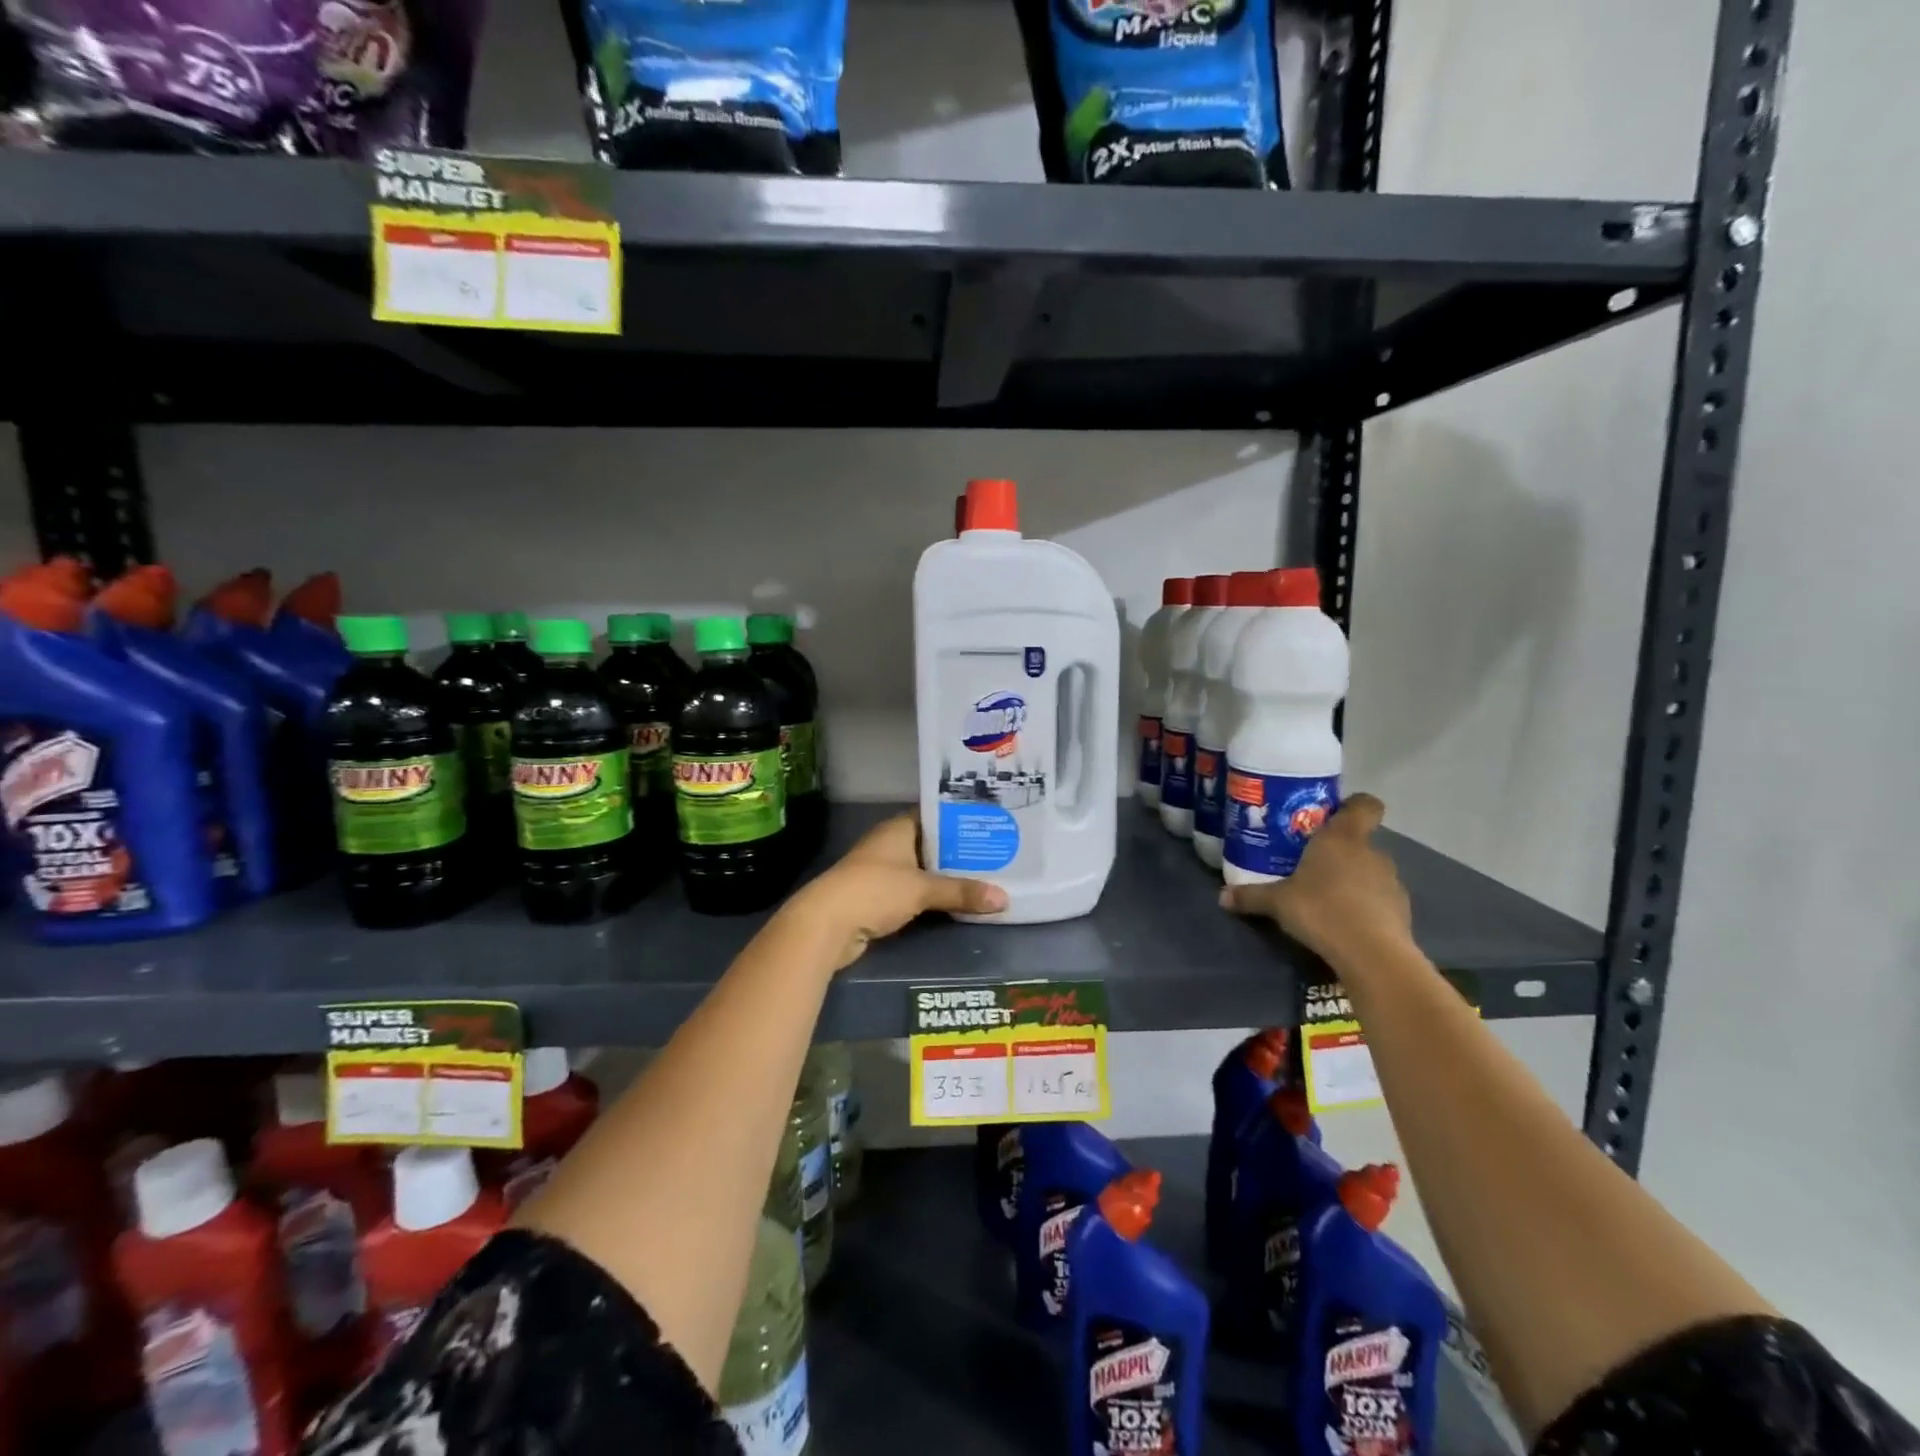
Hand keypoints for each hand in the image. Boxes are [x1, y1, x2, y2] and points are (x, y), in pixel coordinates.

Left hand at [793, 814, 1007, 970]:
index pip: (935, 815)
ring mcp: (881, 871)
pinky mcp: (878, 897)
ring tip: (985, 878)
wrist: (825, 924)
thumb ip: (961, 892)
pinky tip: (956, 903)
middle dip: (959, 852)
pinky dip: (931, 897)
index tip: (989, 824)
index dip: (960, 819)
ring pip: (922, 870)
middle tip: (997, 854)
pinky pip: (913, 892)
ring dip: (945, 877)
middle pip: (931, 844)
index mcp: (898, 829)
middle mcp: (889, 844)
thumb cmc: (874, 891)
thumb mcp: (922, 889)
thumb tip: (1004, 899)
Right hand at [1219, 793, 1412, 970]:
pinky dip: (1366, 904)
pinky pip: (1380, 897)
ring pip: (1370, 869)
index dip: (1352, 806)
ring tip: (1327, 898)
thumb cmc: (1321, 909)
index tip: (1331, 816)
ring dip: (1353, 878)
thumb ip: (1251, 895)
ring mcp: (1392, 881)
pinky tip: (1346, 922)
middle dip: (1338, 851)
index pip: (1364, 805)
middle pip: (1360, 840)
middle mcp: (1371, 852)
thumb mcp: (1277, 902)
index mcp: (1342, 838)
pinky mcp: (1402, 910)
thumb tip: (1222, 896)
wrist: (1372, 954)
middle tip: (1310, 865)